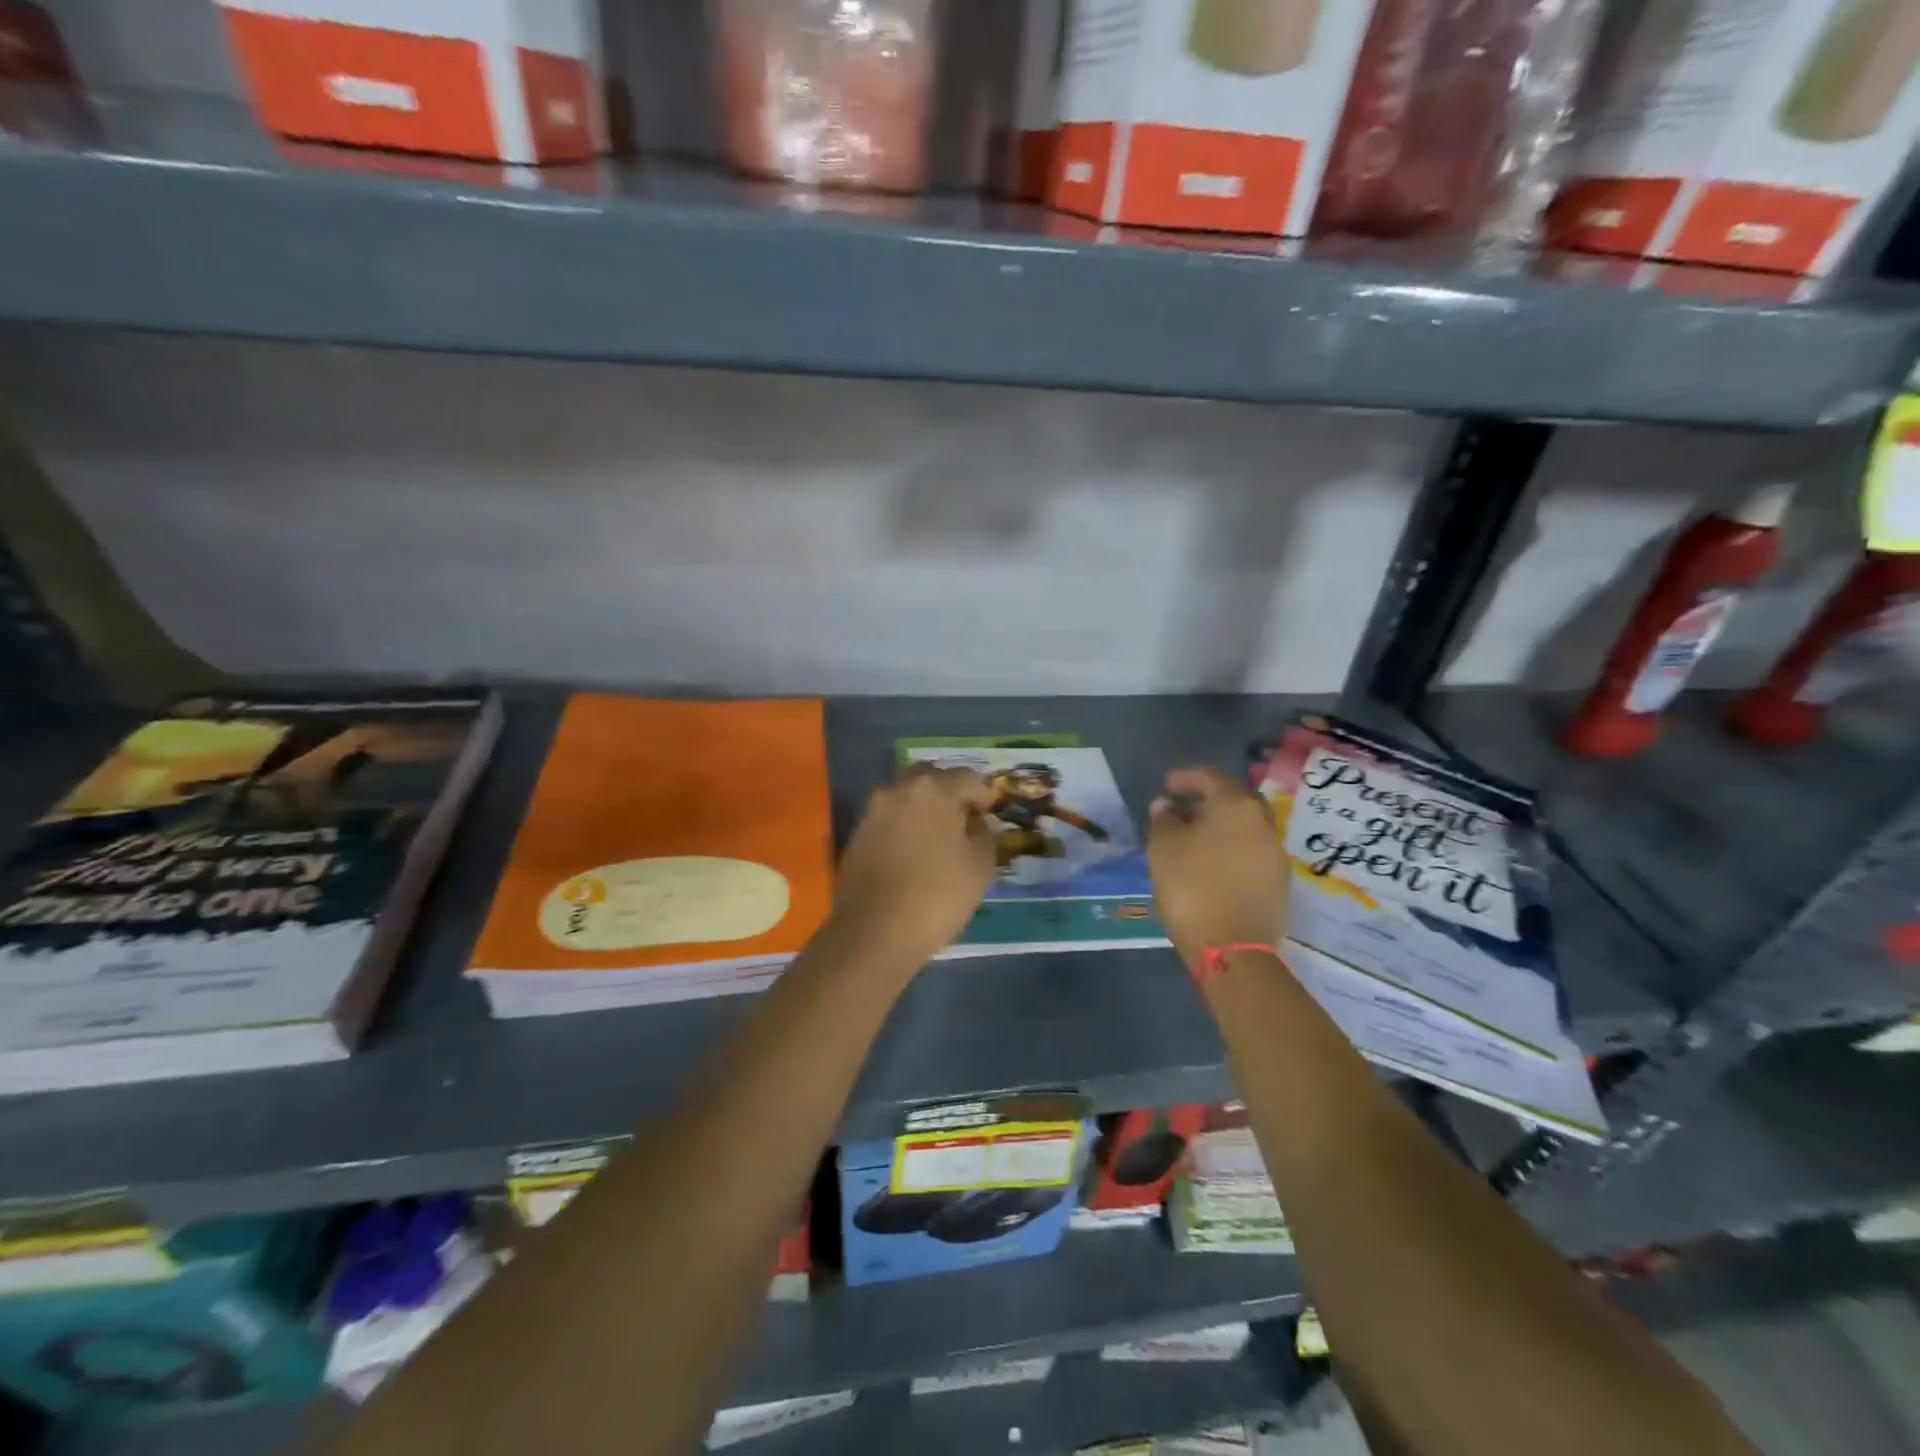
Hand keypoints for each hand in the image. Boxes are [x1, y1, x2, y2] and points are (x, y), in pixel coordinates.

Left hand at [829, 765, 995, 969]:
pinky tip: (913, 856)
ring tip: (938, 840)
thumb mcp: (980, 866)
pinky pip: (888, 822)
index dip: (983, 796)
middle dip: (949, 794)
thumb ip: (985, 835)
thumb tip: (976, 824)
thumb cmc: (937, 895)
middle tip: (963, 821)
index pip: (967, 778)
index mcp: (933, 789)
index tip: (989, 815)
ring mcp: (872, 812)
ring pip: (906, 799)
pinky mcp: (856, 836)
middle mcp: (899, 790)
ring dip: (923, 811)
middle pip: (931, 780)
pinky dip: (903, 829)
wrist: (873, 932)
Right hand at [1147, 765, 1288, 965]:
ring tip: (1193, 840)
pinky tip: (1211, 865)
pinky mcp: (1279, 883)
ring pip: (1245, 827)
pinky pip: (1251, 852)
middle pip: (1234, 800)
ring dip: (1220, 827)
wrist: (1233, 949)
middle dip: (1207, 800)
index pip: (1211, 776)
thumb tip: (1167, 806)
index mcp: (1236, 806)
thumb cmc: (1192, 888)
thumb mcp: (1163, 848)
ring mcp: (1275, 854)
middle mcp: (1263, 823)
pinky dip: (1231, 850)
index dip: (1186, 777)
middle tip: (1182, 810)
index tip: (1166, 785)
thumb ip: (1163, 819)